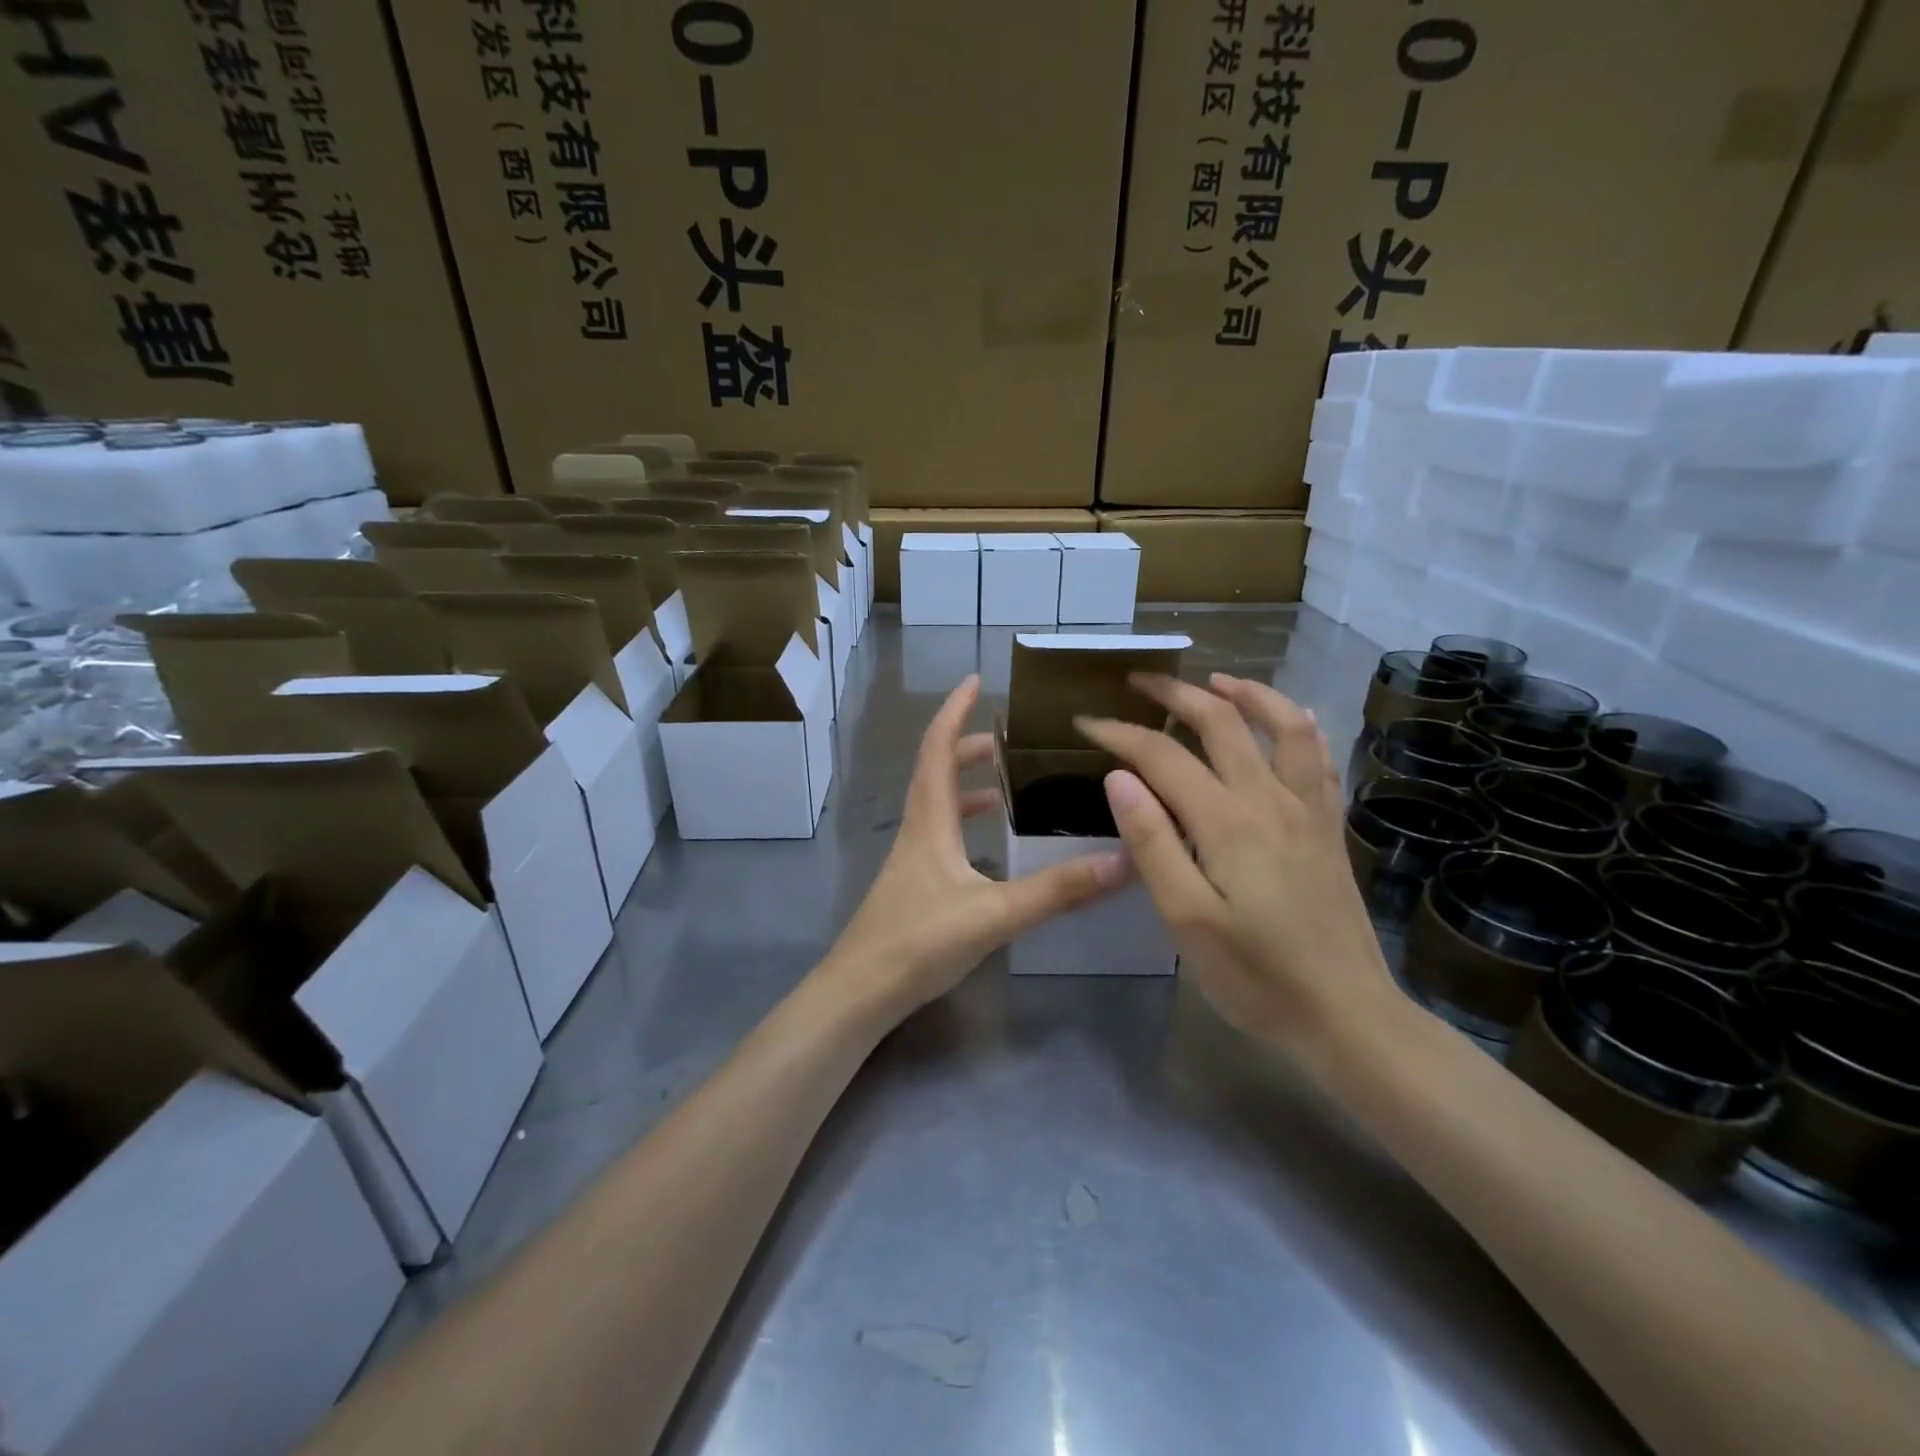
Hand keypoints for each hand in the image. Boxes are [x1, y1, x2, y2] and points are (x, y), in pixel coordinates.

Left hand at [821, 675, 1129, 1019]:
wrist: (859, 993)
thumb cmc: (919, 941)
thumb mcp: (996, 913)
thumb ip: (1059, 890)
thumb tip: (1123, 862)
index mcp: (930, 819)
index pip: (937, 748)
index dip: (954, 710)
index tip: (975, 680)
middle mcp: (917, 829)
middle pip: (936, 771)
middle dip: (967, 746)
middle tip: (1007, 740)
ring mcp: (911, 859)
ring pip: (938, 805)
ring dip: (966, 786)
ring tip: (1006, 785)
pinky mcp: (914, 885)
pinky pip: (941, 836)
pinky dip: (965, 824)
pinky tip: (991, 848)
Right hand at [1075, 673, 1391, 1049]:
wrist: (1347, 1016)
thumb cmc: (1255, 976)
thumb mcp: (1186, 919)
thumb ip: (1152, 844)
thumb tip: (1120, 778)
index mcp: (1226, 822)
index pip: (1163, 756)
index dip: (1121, 734)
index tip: (1087, 723)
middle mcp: (1270, 800)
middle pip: (1222, 723)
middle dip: (1175, 695)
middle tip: (1139, 682)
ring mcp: (1308, 810)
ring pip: (1283, 726)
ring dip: (1247, 694)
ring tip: (1215, 682)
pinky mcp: (1329, 829)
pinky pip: (1318, 758)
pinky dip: (1297, 726)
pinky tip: (1288, 721)